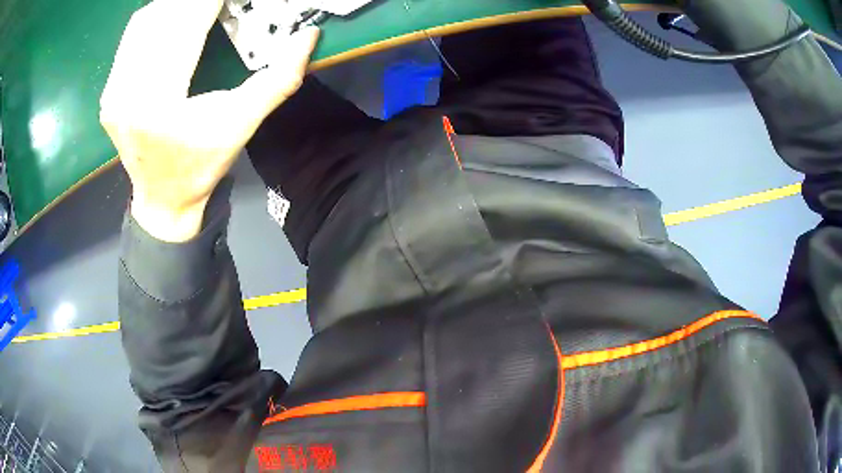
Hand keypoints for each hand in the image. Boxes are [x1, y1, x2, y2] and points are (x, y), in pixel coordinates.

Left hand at [100, 0, 319, 241]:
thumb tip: (308, 36)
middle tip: (220, 1)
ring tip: (200, 8)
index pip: (187, 28)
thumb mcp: (242, 125)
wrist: (165, 200)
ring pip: (144, 23)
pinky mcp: (109, 94)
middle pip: (162, 20)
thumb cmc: (202, 166)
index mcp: (156, 103)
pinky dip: (155, 19)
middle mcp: (125, 95)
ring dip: (174, 7)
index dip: (211, 3)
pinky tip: (174, 19)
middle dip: (194, 3)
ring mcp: (113, 94)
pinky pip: (130, 40)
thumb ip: (277, 80)